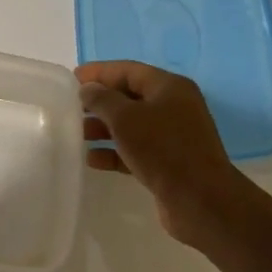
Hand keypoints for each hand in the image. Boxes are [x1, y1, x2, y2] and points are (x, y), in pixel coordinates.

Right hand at [75, 60, 252, 247]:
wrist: (200, 201)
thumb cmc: (163, 149)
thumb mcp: (126, 118)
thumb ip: (102, 99)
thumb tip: (88, 89)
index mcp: (169, 88)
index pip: (128, 70)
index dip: (99, 72)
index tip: (71, 78)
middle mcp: (173, 107)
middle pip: (129, 97)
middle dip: (99, 102)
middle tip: (71, 107)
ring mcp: (172, 136)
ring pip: (131, 125)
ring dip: (103, 128)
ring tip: (77, 134)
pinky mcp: (168, 162)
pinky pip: (135, 150)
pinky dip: (114, 152)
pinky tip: (92, 160)